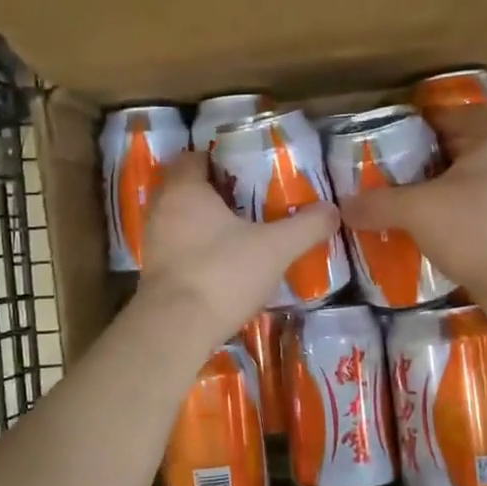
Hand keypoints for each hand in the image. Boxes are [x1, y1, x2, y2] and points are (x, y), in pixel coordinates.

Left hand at [135, 151, 338, 349]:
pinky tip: (222, 262)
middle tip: (250, 200)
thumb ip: (306, 226)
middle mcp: (162, 208)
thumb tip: (333, 210)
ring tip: (240, 231)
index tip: (248, 170)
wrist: (176, 328)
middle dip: (216, 192)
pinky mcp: (153, 272)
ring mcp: (153, 241)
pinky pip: (177, 247)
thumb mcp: (275, 248)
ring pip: (181, 219)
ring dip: (205, 222)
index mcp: (185, 189)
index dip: (220, 160)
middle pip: (187, 188)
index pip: (195, 157)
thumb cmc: (222, 273)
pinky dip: (196, 249)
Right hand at [338, 106, 486, 333]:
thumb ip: (378, 204)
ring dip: (443, 191)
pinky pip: (482, 212)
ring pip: (473, 183)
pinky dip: (457, 217)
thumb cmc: (475, 230)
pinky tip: (433, 233)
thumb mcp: (416, 211)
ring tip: (409, 204)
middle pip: (464, 150)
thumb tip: (343, 206)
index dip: (425, 121)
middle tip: (394, 173)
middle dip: (429, 160)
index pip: (457, 115)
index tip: (395, 137)